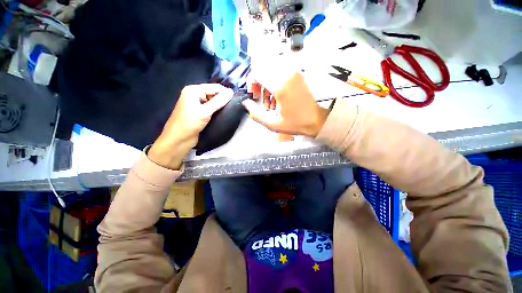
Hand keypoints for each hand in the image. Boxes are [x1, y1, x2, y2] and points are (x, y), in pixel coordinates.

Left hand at [148, 84, 232, 169]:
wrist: (178, 140)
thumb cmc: (189, 123)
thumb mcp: (205, 112)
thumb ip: (218, 101)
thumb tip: (231, 92)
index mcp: (193, 90)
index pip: (214, 87)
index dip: (225, 92)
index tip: (236, 100)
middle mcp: (194, 95)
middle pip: (213, 93)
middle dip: (223, 99)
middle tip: (233, 106)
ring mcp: (196, 104)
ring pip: (212, 101)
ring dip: (220, 105)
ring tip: (230, 110)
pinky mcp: (199, 113)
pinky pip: (210, 108)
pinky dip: (216, 110)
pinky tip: (223, 114)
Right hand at [243, 71, 329, 136]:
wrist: (316, 120)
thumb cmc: (295, 123)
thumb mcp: (272, 124)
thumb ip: (255, 114)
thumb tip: (245, 103)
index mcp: (280, 86)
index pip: (257, 72)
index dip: (252, 83)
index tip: (254, 96)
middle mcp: (286, 74)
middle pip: (263, 68)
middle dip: (258, 83)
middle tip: (260, 98)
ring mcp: (293, 72)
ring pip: (271, 70)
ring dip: (266, 84)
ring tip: (270, 102)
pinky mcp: (297, 74)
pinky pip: (279, 72)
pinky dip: (274, 82)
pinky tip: (277, 97)